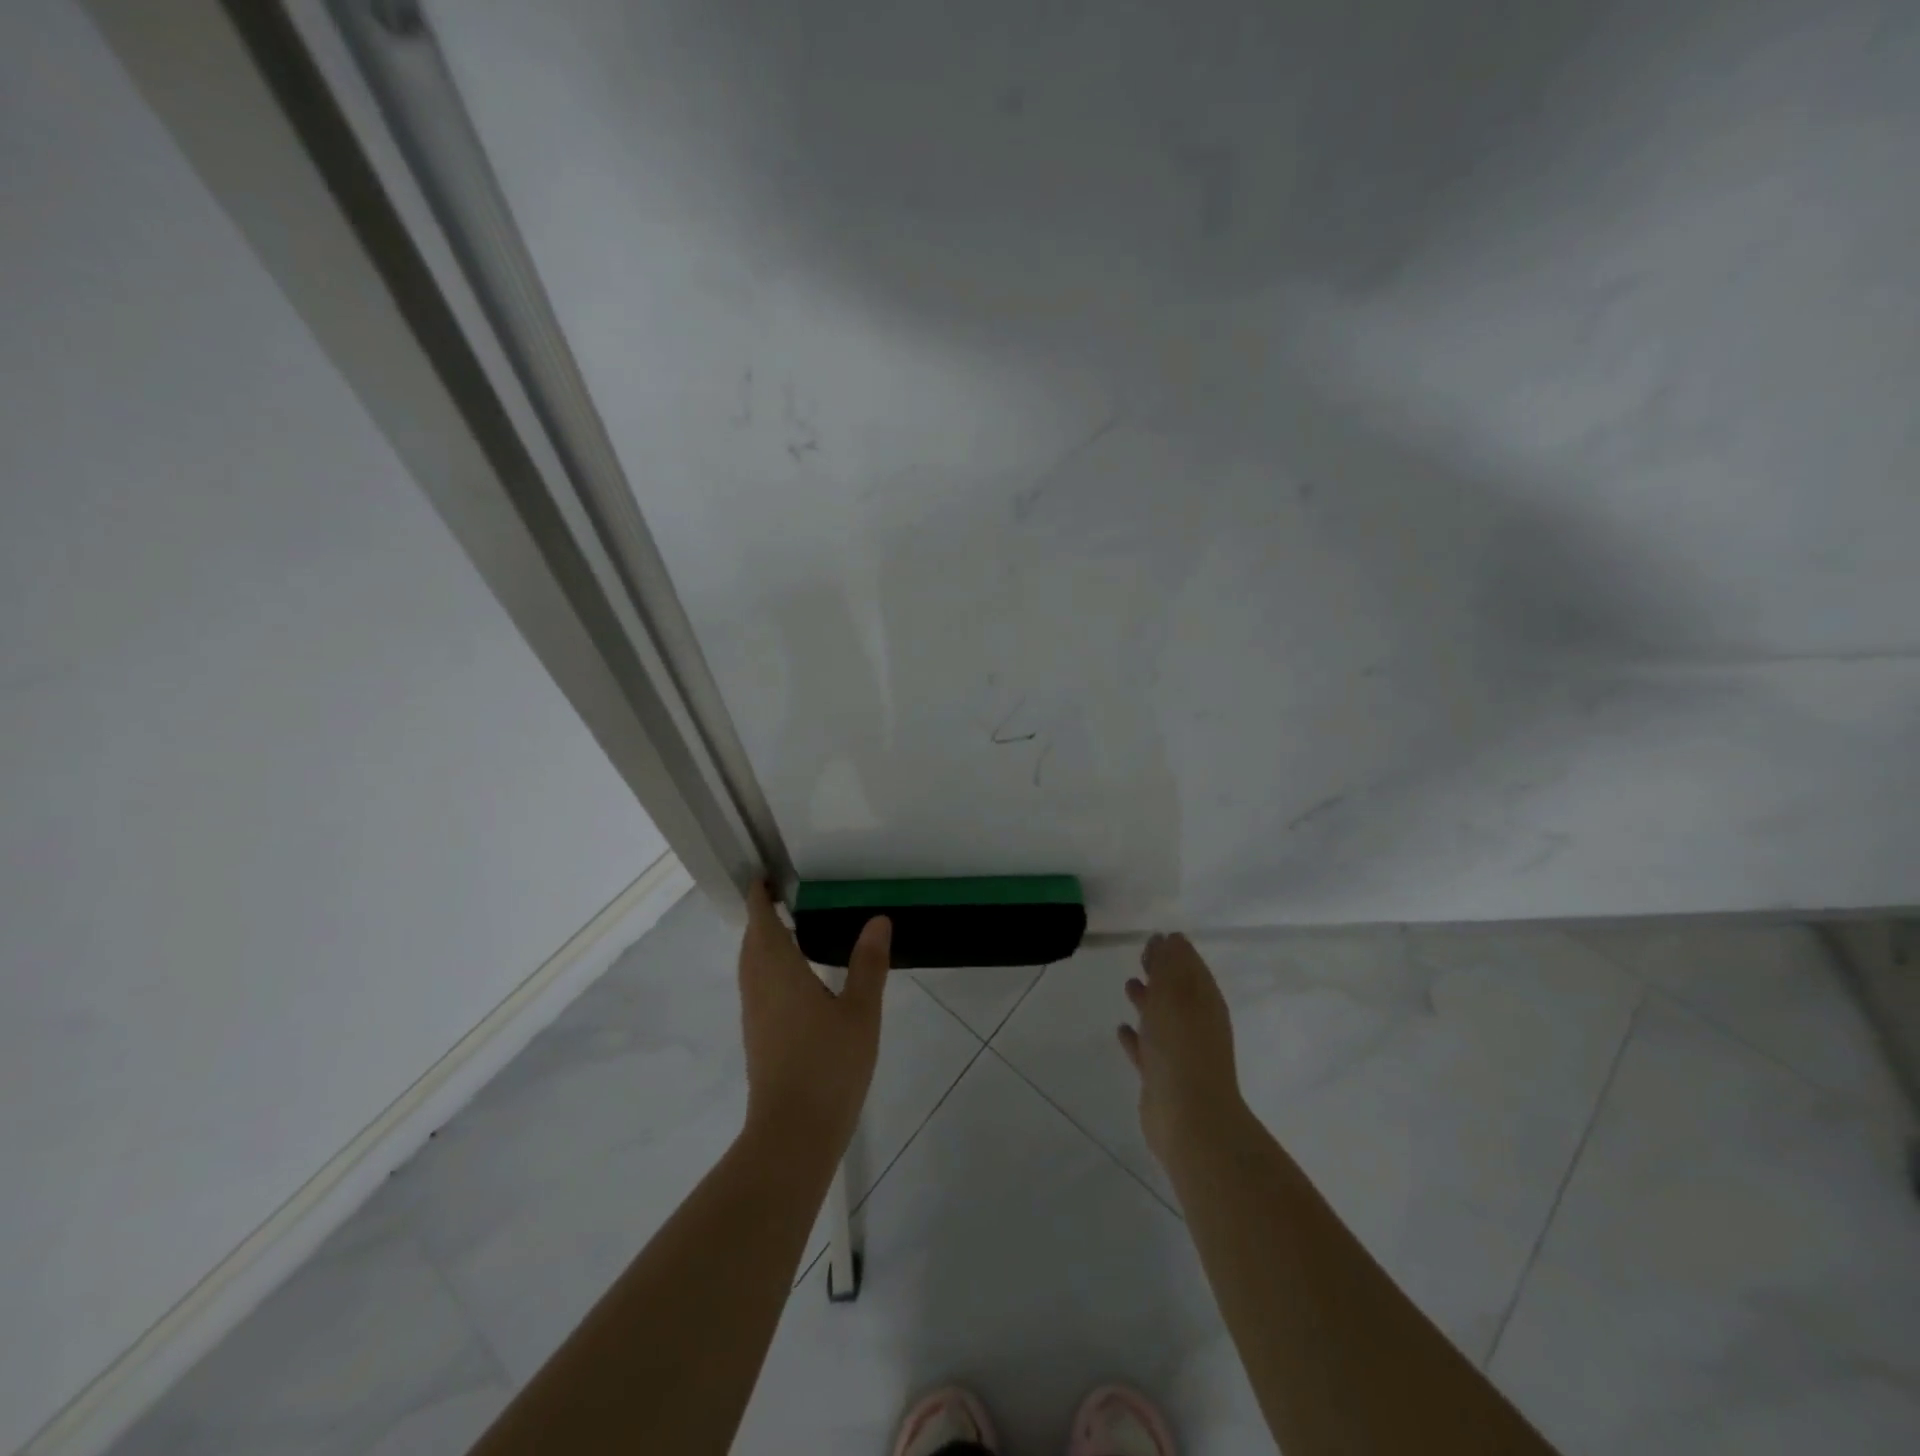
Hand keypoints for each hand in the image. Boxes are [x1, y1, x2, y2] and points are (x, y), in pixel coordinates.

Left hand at [738, 882, 889, 1153]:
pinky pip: (757, 985)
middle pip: (752, 941)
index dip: (760, 896)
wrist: (793, 1133)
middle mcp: (758, 987)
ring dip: (762, 942)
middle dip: (762, 917)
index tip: (767, 877)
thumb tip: (878, 920)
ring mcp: (754, 1014)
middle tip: (785, 897)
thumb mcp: (860, 1012)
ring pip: (751, 965)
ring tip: (789, 929)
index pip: (761, 921)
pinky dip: (767, 967)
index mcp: (779, 971)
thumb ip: (868, 964)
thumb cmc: (828, 1066)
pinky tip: (793, 978)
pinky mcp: (758, 1036)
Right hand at [1117, 932, 1247, 1167]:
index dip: (1175, 951)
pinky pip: (1147, 1048)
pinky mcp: (1163, 1077)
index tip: (1156, 937)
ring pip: (1162, 1018)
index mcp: (1205, 1002)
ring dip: (1148, 1001)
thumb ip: (1169, 966)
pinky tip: (1121, 1029)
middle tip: (1142, 955)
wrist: (1190, 1119)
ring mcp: (1181, 1052)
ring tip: (1128, 985)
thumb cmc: (1181, 1048)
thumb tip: (1169, 938)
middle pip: (1178, 990)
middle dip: (1162, 972)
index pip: (1191, 967)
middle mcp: (1197, 1024)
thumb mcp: (1174, 995)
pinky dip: (1136, 1036)